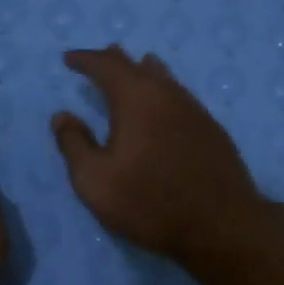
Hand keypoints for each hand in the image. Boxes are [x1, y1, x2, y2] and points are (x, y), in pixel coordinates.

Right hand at [51, 46, 265, 262]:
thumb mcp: (96, 181)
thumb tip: (62, 116)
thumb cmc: (150, 203)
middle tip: (99, 59)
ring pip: (165, 79)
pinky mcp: (212, 130)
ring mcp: (196, 111)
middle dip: (115, 60)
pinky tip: (165, 105)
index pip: (107, 66)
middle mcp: (168, 95)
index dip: (86, 60)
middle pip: (138, 66)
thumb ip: (74, 145)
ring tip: (136, 67)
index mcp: (136, 99)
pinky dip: (164, 92)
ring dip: (144, 72)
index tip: (69, 59)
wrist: (221, 225)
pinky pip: (181, 97)